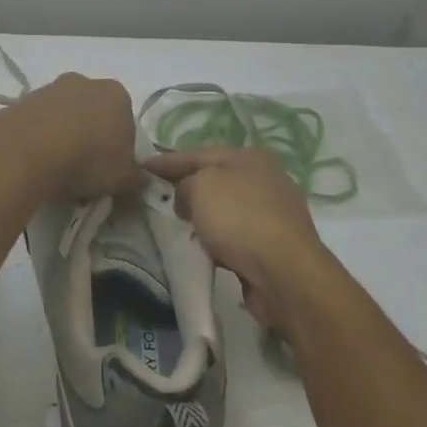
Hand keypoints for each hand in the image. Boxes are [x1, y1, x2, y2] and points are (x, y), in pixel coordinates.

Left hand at [3, 73, 140, 200]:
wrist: (28, 151)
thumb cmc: (88, 159)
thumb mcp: (124, 180)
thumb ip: (134, 182)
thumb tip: (133, 189)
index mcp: (117, 94)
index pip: (126, 124)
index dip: (120, 152)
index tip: (109, 174)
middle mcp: (84, 82)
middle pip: (94, 117)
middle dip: (91, 142)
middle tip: (84, 174)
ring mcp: (50, 88)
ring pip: (64, 119)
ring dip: (64, 141)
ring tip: (56, 173)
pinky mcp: (22, 101)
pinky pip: (38, 125)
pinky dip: (39, 141)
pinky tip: (36, 163)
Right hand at [142, 146, 340, 331]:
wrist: (285, 273)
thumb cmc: (240, 219)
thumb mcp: (201, 187)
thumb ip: (184, 183)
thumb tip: (187, 197)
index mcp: (249, 156)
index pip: (197, 153)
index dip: (166, 160)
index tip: (140, 166)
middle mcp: (265, 178)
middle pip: (214, 179)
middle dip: (185, 187)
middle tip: (156, 197)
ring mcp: (273, 212)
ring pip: (225, 208)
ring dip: (202, 216)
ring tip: (176, 226)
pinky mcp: (274, 244)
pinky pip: (235, 234)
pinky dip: (218, 238)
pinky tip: (204, 249)